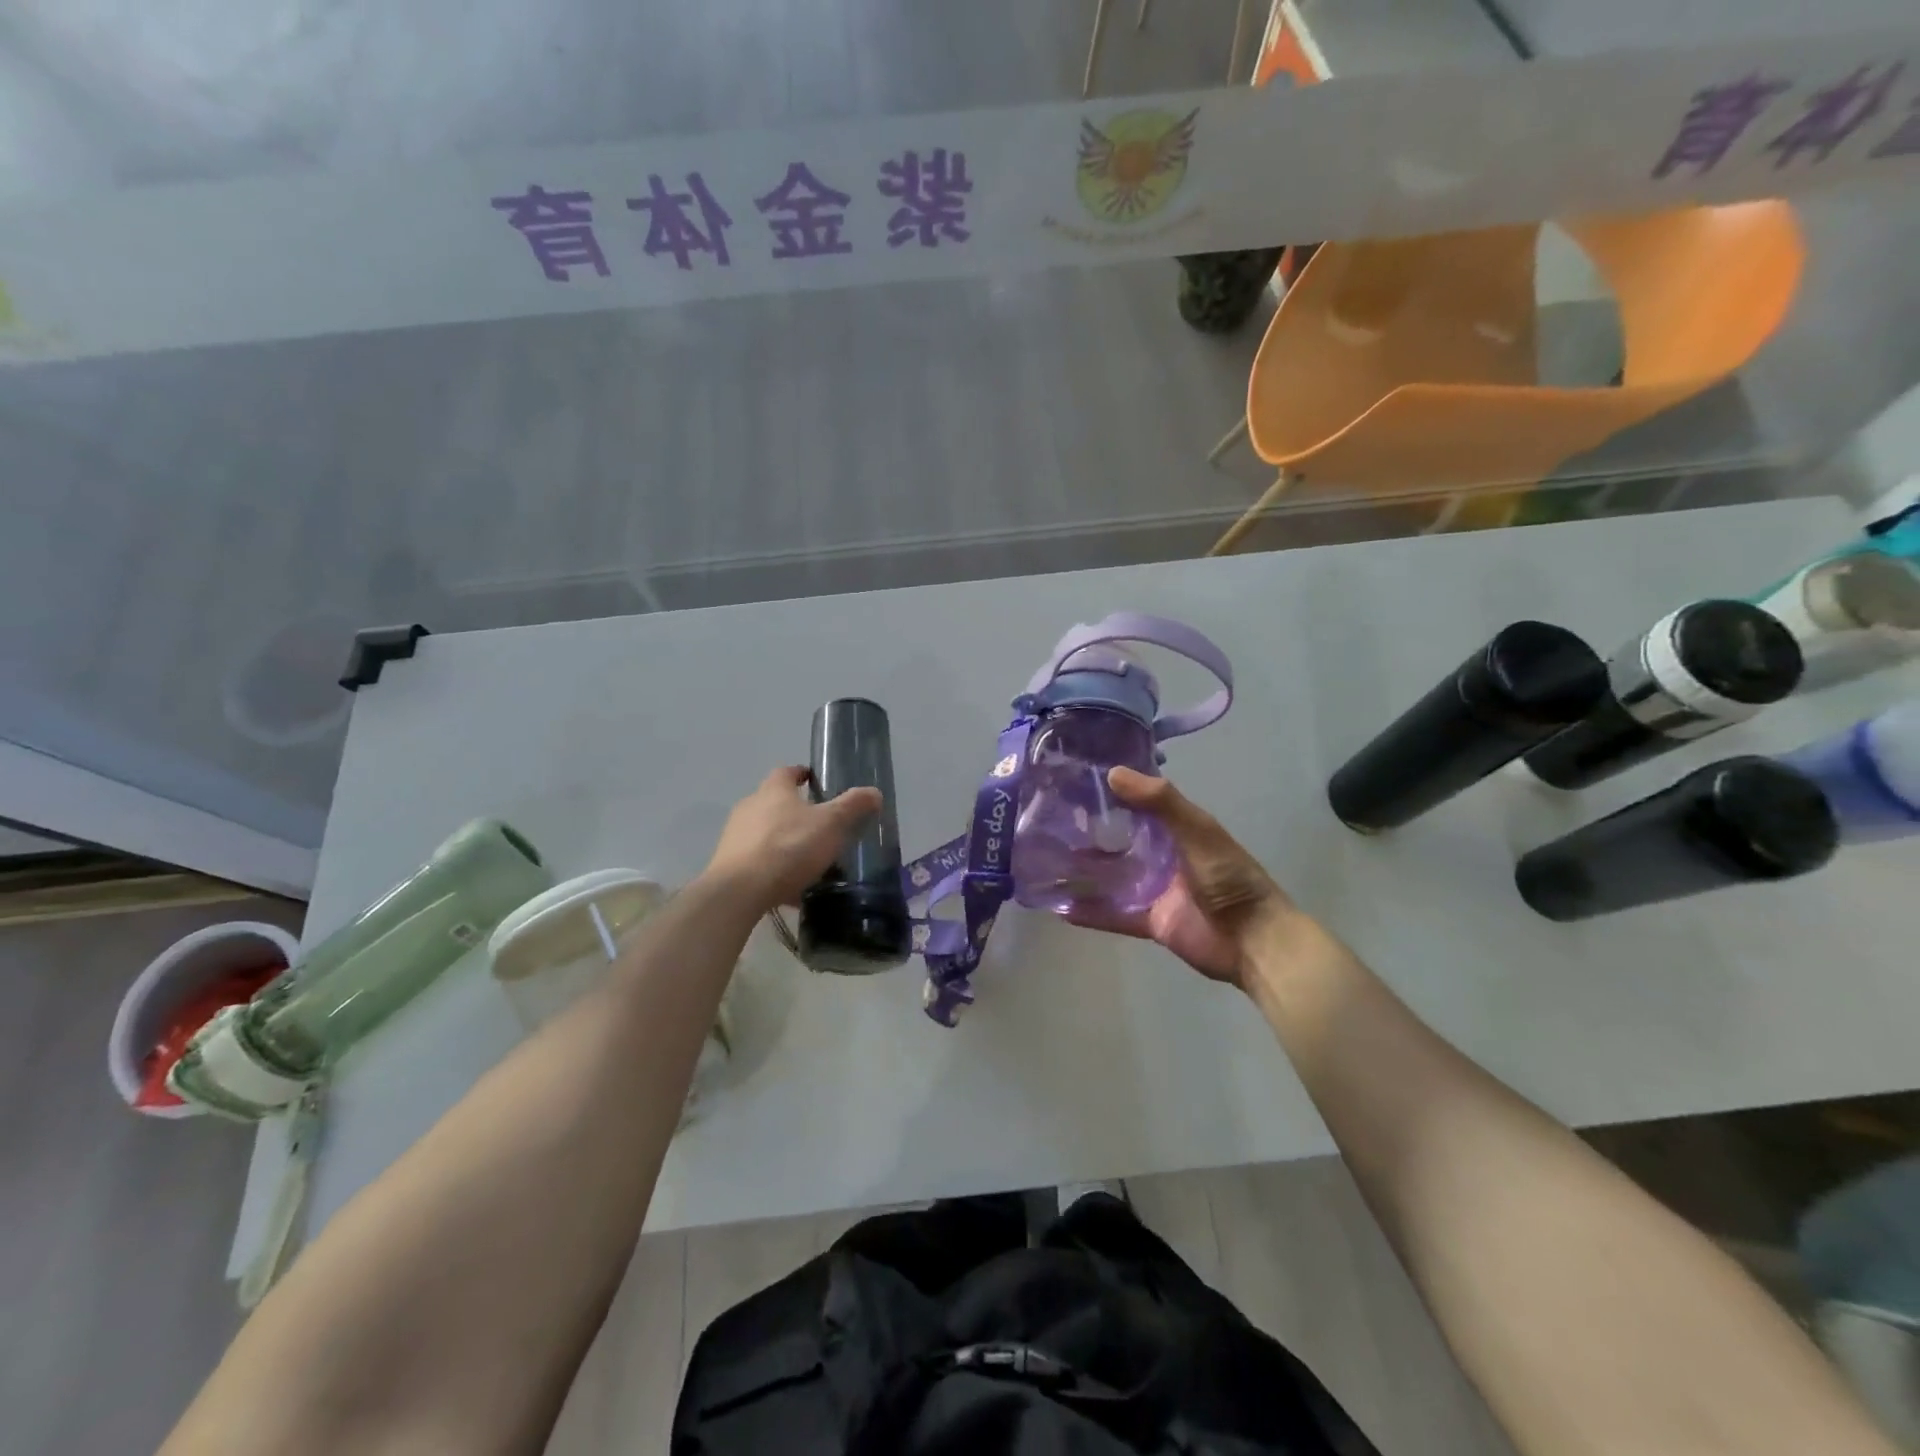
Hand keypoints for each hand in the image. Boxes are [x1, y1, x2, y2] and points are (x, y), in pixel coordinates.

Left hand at [704, 767, 882, 912]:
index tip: (816, 782)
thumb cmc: (789, 847)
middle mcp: (750, 807)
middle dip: (795, 812)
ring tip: (808, 861)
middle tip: (820, 826)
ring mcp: (735, 836)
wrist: (740, 890)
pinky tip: (791, 890)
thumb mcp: (831, 824)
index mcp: (774, 790)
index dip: (802, 775)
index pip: (787, 772)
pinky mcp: (728, 864)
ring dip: (784, 843)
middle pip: (774, 803)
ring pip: (765, 834)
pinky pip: (758, 862)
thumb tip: (874, 792)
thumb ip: (853, 806)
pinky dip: (774, 870)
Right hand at [1067, 767, 1294, 987]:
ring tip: (1044, 862)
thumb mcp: (1198, 831)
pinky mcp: (1151, 921)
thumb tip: (1112, 773)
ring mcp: (1156, 890)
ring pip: (1112, 877)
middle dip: (1089, 833)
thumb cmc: (1229, 878)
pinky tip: (1060, 908)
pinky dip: (1090, 912)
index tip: (1073, 781)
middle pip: (1120, 840)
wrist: (1254, 941)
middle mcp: (1163, 855)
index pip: (1138, 803)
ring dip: (1084, 872)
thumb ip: (1160, 802)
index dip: (1110, 793)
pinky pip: (1114, 915)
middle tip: (1048, 822)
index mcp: (1177, 828)